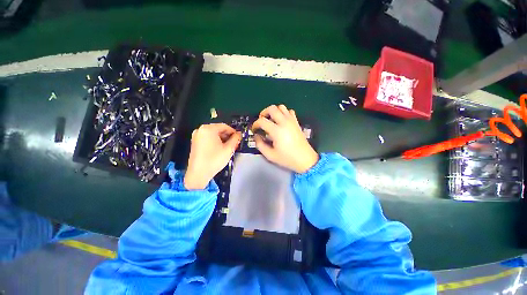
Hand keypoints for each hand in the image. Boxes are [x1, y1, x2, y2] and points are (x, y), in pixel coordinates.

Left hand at [184, 124, 240, 189]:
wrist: (198, 173)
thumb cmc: (214, 160)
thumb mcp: (228, 149)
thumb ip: (235, 139)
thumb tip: (239, 134)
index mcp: (208, 129)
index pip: (225, 126)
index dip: (233, 132)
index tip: (238, 138)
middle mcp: (201, 130)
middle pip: (218, 129)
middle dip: (228, 136)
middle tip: (234, 143)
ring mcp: (197, 136)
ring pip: (214, 134)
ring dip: (222, 139)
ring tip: (228, 147)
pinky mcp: (195, 142)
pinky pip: (208, 138)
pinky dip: (215, 141)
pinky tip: (220, 149)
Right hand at [252, 105, 318, 172]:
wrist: (305, 159)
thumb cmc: (287, 158)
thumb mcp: (270, 155)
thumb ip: (260, 145)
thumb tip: (257, 136)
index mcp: (277, 131)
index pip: (262, 121)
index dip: (255, 124)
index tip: (254, 130)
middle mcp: (284, 123)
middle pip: (272, 108)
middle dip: (263, 113)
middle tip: (261, 121)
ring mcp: (292, 121)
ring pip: (281, 107)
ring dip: (274, 111)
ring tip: (271, 120)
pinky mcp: (296, 122)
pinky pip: (289, 111)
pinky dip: (283, 113)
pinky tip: (281, 121)